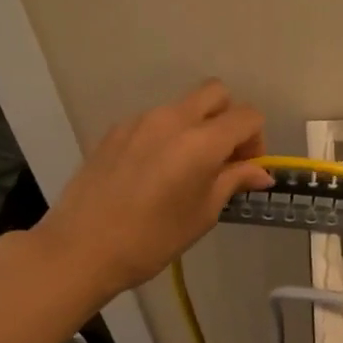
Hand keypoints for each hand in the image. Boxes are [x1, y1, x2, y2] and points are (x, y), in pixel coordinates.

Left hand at [26, 80, 273, 301]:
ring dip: (196, 128)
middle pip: (216, 93)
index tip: (246, 169)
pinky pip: (154, 121)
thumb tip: (261, 172)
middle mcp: (172, 119)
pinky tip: (154, 173)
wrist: (81, 248)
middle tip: (223, 157)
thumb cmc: (154, 238)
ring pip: (183, 106)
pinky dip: (167, 137)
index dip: (256, 140)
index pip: (247, 116)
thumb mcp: (204, 213)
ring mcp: (140, 121)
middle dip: (229, 119)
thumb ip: (234, 181)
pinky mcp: (115, 131)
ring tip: (186, 170)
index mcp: (201, 141)